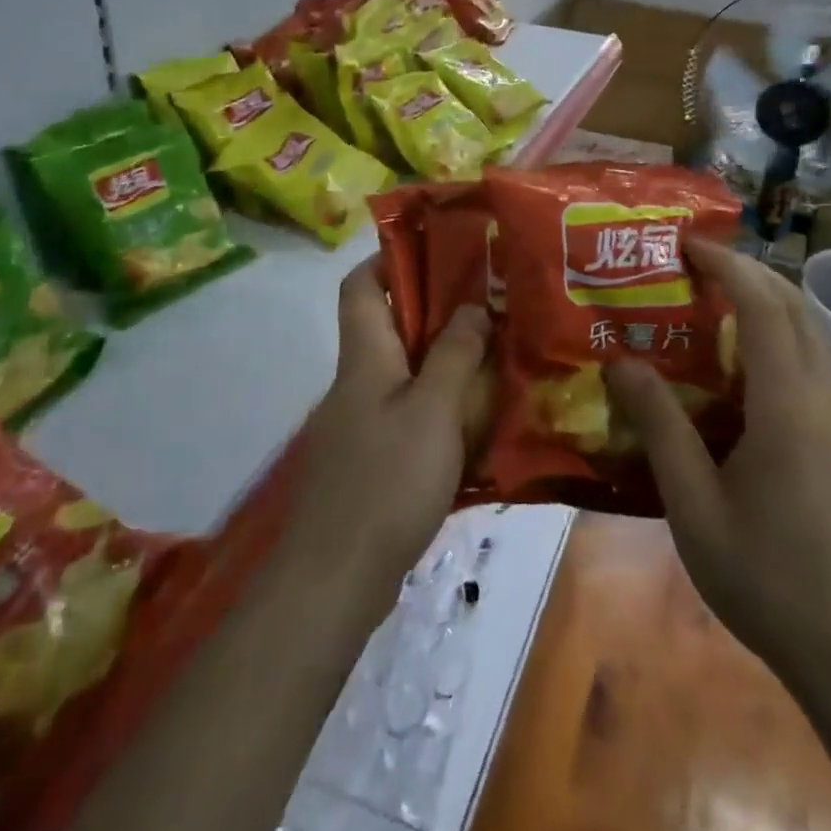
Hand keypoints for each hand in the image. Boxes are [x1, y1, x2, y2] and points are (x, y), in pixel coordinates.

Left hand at [285, 257, 492, 612]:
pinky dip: (440, 407)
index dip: (389, 258)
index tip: (438, 250)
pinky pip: (408, 415)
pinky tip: (477, 422)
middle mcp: (357, 382)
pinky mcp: (370, 461)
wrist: (334, 579)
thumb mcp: (433, 410)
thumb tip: (473, 304)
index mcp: (364, 356)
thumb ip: (455, 354)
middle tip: (490, 305)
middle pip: (390, 326)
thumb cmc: (386, 481)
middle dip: (437, 311)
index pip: (360, 285)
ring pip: (404, 373)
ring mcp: (360, 424)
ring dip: (445, 361)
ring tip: (496, 357)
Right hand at [604, 238, 830, 687]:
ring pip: (807, 331)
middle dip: (747, 270)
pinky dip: (773, 337)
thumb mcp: (693, 505)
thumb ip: (659, 427)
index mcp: (787, 404)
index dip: (727, 265)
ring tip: (707, 301)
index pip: (763, 306)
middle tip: (692, 264)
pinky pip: (808, 362)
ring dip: (763, 301)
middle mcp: (821, 396)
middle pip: (794, 306)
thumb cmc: (765, 577)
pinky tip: (734, 366)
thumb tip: (621, 363)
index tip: (686, 244)